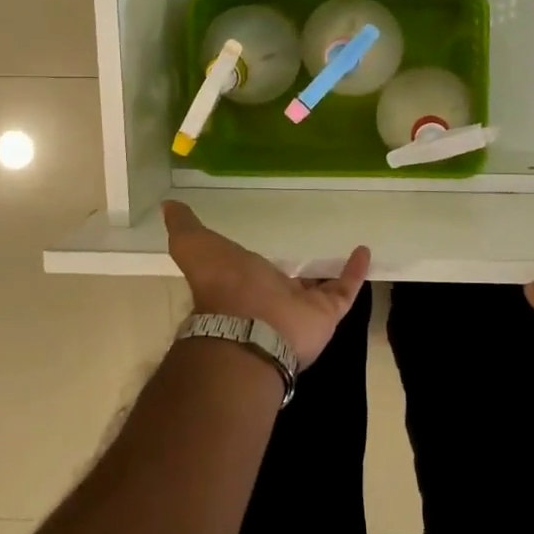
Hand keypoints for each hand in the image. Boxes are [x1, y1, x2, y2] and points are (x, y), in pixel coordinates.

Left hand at [163, 200, 371, 367]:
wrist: (249, 327)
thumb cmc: (222, 284)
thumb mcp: (194, 246)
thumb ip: (184, 227)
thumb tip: (168, 207)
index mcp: (241, 283)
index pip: (251, 271)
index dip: (256, 262)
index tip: (266, 244)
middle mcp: (271, 298)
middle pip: (287, 283)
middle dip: (296, 272)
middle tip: (311, 249)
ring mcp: (300, 308)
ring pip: (319, 288)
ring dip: (330, 272)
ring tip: (345, 250)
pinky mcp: (326, 313)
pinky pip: (345, 290)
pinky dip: (355, 273)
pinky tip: (364, 251)